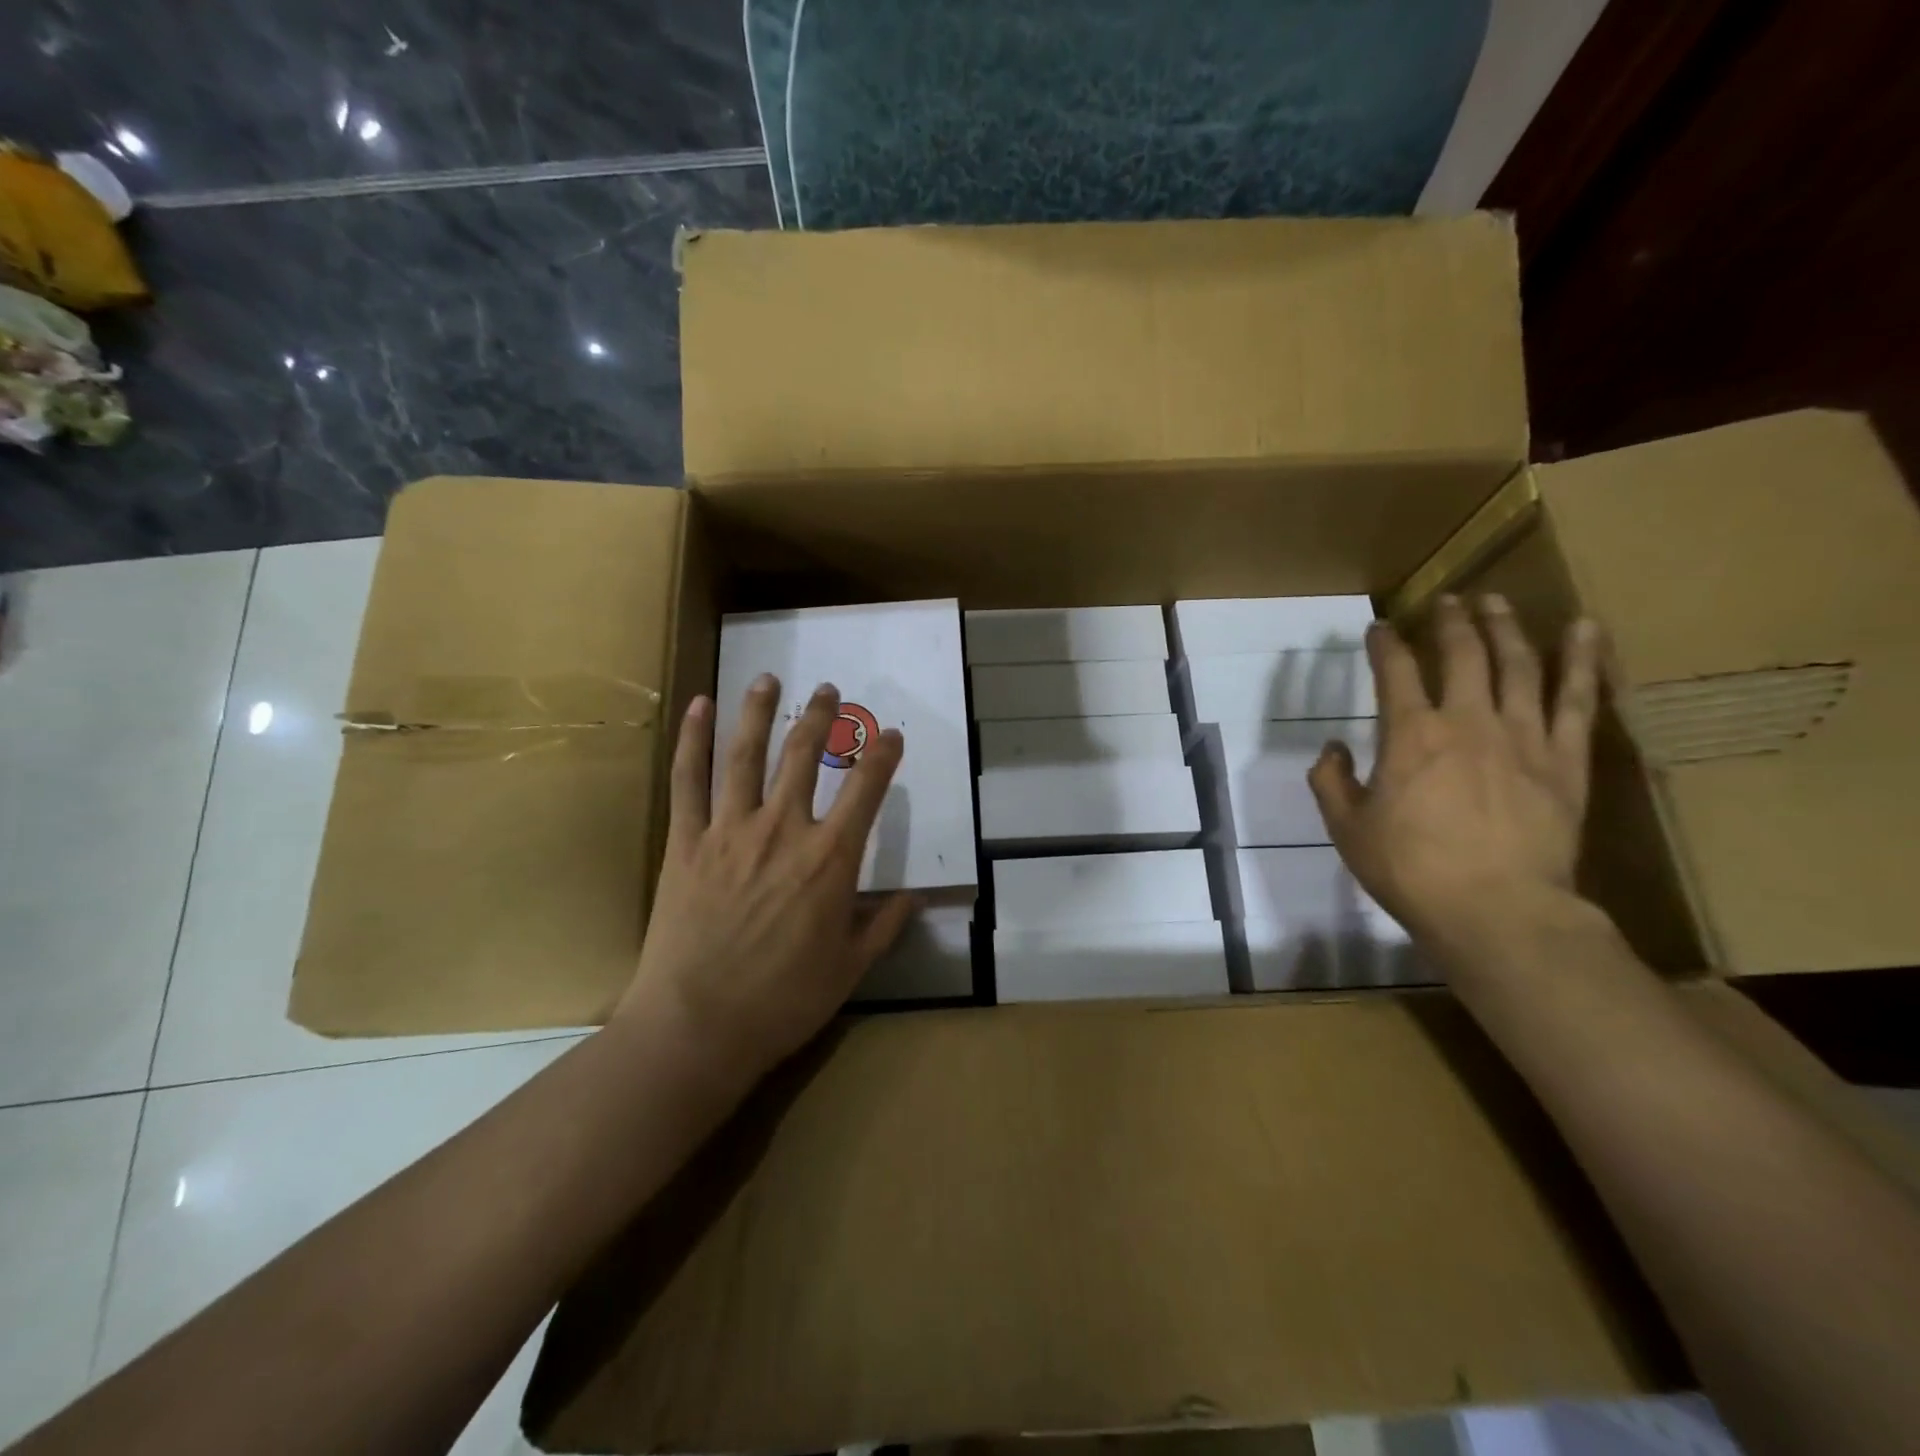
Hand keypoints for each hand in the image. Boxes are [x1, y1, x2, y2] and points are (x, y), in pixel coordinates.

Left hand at [616, 675, 912, 1083]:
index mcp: (829, 859)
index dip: (883, 756)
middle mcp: (783, 829)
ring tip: (768, 679)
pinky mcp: (686, 842)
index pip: (866, 789)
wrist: (698, 1026)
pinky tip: (697, 706)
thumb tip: (914, 897)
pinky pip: (689, 780)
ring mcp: (729, 830)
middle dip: (821, 717)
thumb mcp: (849, 968)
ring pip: (746, 753)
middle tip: (829, 691)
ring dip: (759, 710)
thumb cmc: (783, 1002)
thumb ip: (884, 925)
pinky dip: (692, 739)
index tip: (891, 735)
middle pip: (804, 755)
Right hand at [1308, 594, 1603, 947]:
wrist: (1497, 910)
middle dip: (1450, 621)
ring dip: (1505, 627)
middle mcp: (1467, 721)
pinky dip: (1580, 660)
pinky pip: (1577, 699)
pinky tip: (1584, 629)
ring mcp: (1522, 736)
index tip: (1379, 628)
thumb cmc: (1410, 869)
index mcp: (1410, 735)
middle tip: (1446, 600)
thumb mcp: (1347, 828)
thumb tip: (1333, 749)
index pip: (1395, 671)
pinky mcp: (1566, 759)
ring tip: (1496, 601)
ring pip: (1517, 665)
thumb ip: (1331, 782)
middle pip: (1462, 654)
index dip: (1385, 643)